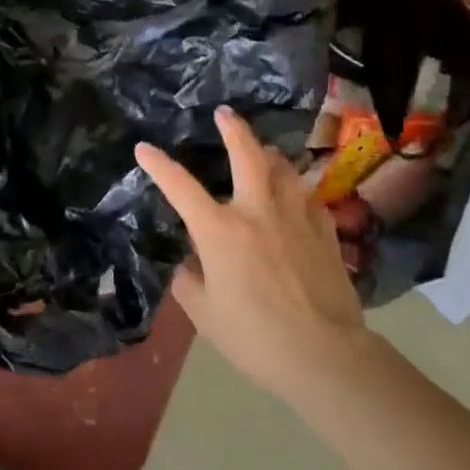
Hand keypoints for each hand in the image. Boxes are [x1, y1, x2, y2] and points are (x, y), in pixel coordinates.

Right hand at [136, 107, 373, 411]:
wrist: (324, 355)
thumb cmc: (253, 336)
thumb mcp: (204, 313)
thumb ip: (189, 281)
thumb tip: (191, 263)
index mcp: (220, 230)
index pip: (181, 187)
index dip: (159, 165)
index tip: (144, 148)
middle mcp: (258, 212)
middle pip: (247, 155)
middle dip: (233, 129)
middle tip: (225, 114)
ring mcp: (296, 218)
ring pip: (284, 169)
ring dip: (269, 156)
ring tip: (262, 153)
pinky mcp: (325, 233)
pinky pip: (308, 198)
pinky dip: (296, 191)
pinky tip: (294, 198)